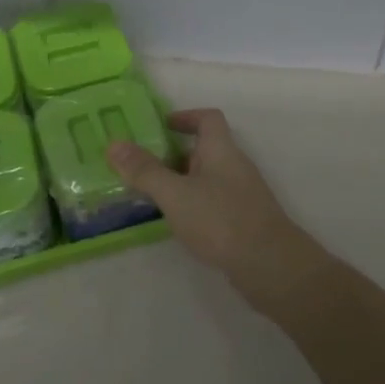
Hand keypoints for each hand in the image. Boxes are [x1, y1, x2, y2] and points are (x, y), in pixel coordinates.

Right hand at [108, 109, 302, 293]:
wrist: (270, 266)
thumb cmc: (221, 220)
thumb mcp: (175, 194)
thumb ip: (145, 170)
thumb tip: (114, 144)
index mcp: (221, 150)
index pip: (208, 118)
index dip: (185, 117)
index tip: (159, 127)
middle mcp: (234, 166)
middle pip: (204, 149)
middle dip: (172, 154)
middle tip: (140, 166)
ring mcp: (241, 195)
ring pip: (206, 178)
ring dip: (180, 182)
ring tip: (149, 195)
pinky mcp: (242, 221)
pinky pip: (212, 202)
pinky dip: (192, 205)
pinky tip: (176, 223)